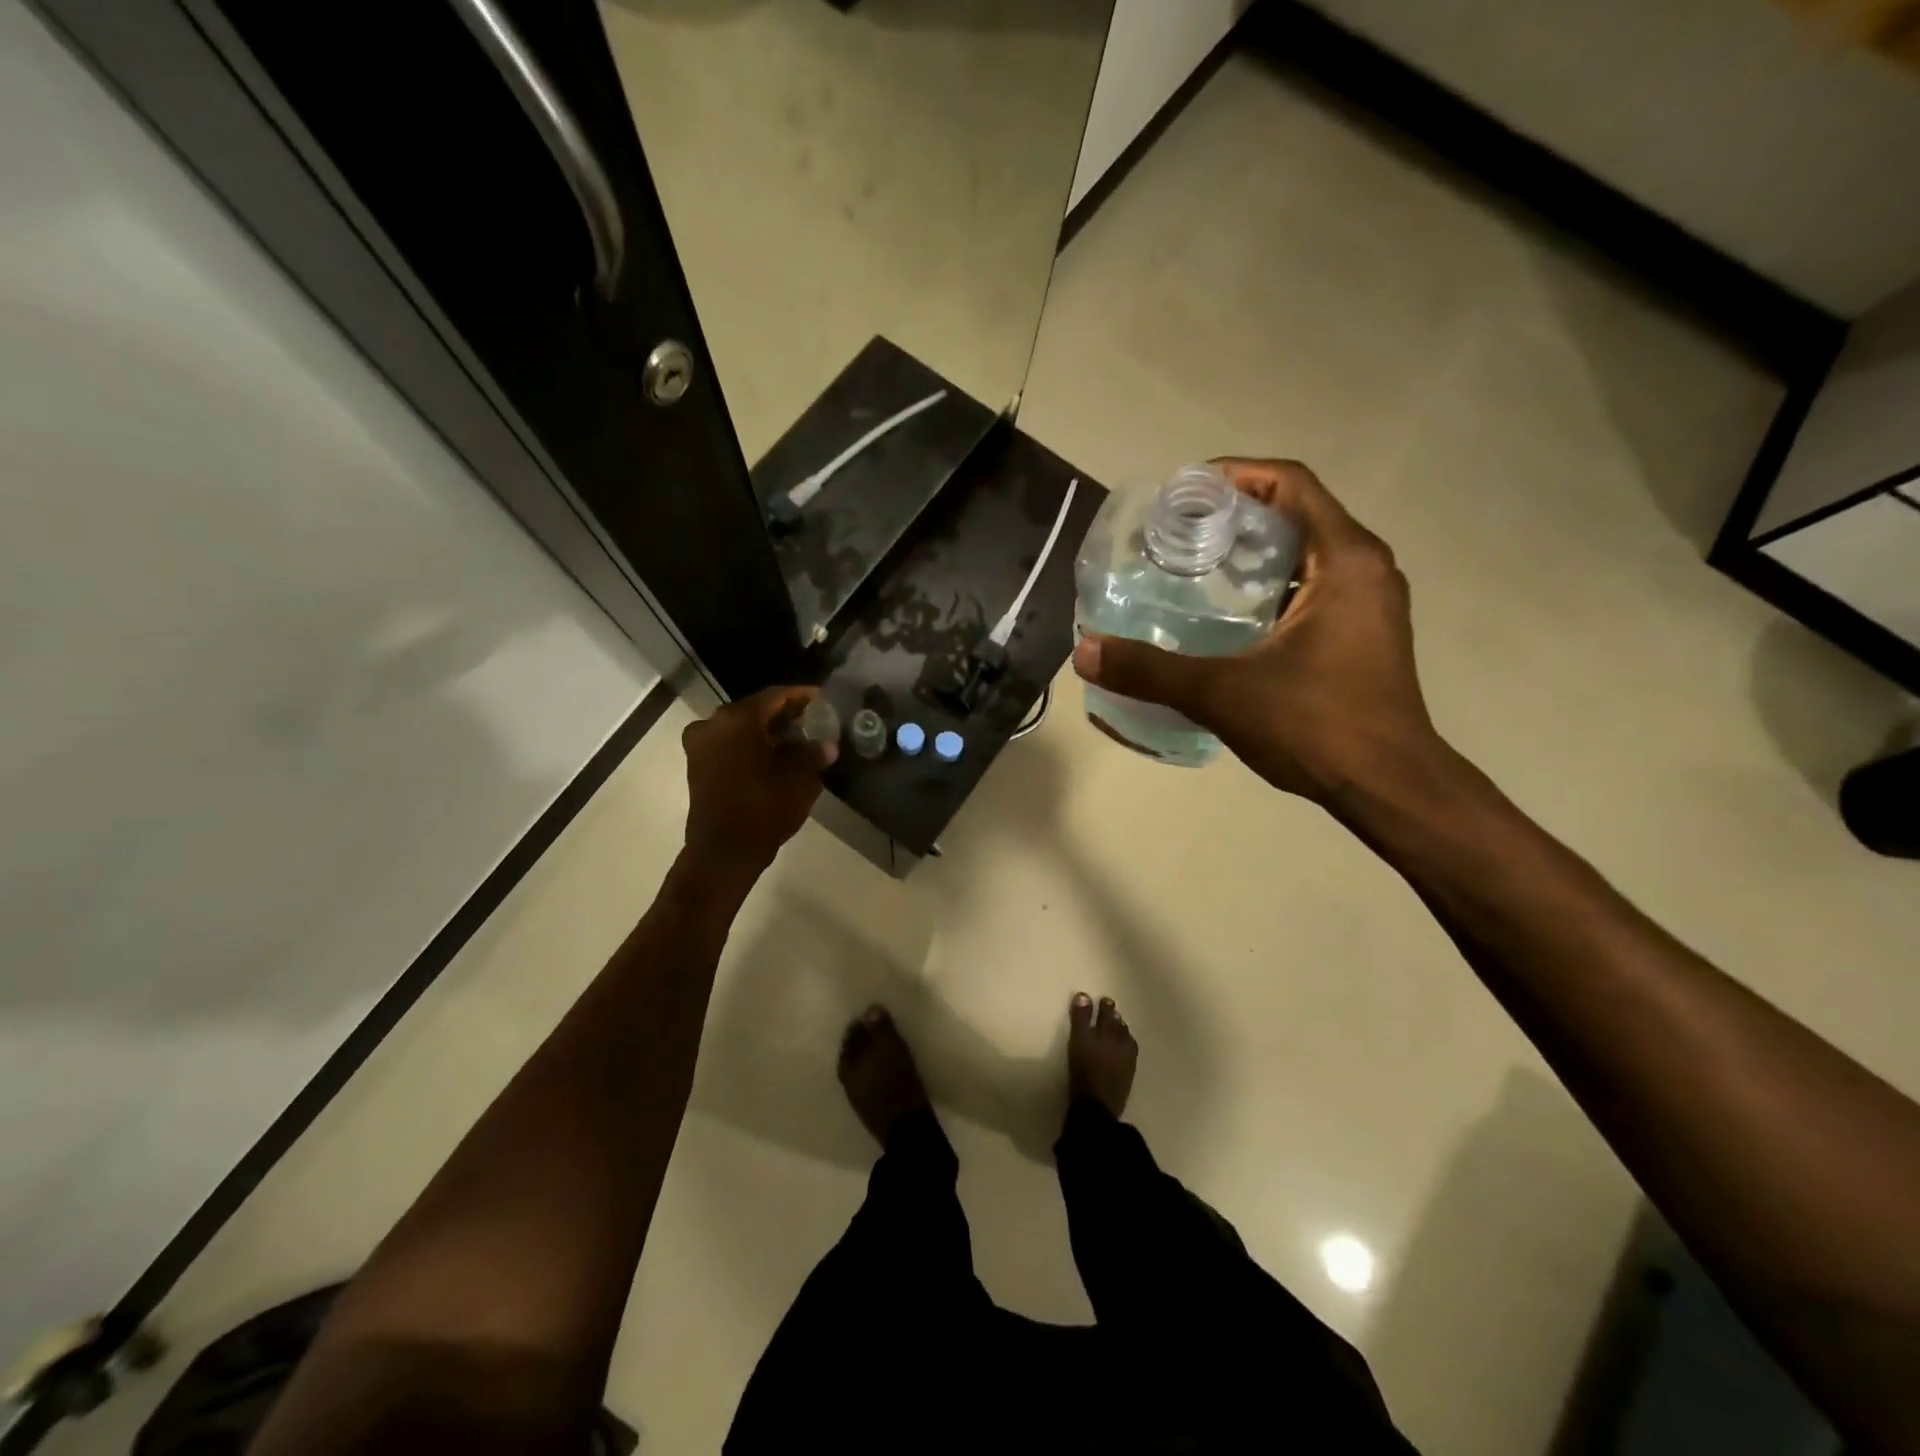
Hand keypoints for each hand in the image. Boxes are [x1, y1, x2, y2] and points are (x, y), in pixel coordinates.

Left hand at [681, 686, 836, 875]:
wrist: (724, 851)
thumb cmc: (764, 808)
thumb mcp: (800, 779)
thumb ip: (813, 754)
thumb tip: (826, 745)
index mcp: (738, 719)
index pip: (775, 697)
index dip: (801, 696)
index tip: (820, 698)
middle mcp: (713, 724)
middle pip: (755, 710)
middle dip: (783, 714)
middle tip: (810, 719)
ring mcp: (700, 745)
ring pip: (740, 728)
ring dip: (765, 731)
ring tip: (794, 739)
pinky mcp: (697, 765)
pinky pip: (728, 744)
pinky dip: (749, 745)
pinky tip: (772, 756)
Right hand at [1072, 459, 1440, 802]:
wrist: (1389, 787)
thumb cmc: (1317, 726)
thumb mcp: (1223, 694)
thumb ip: (1150, 671)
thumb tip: (1085, 653)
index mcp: (1345, 560)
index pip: (1289, 484)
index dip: (1234, 475)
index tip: (1182, 494)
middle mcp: (1365, 569)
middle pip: (1295, 514)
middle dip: (1234, 516)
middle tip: (1177, 537)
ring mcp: (1370, 603)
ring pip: (1305, 554)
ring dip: (1253, 554)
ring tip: (1194, 572)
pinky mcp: (1364, 635)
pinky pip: (1312, 587)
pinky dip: (1270, 587)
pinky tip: (1229, 619)